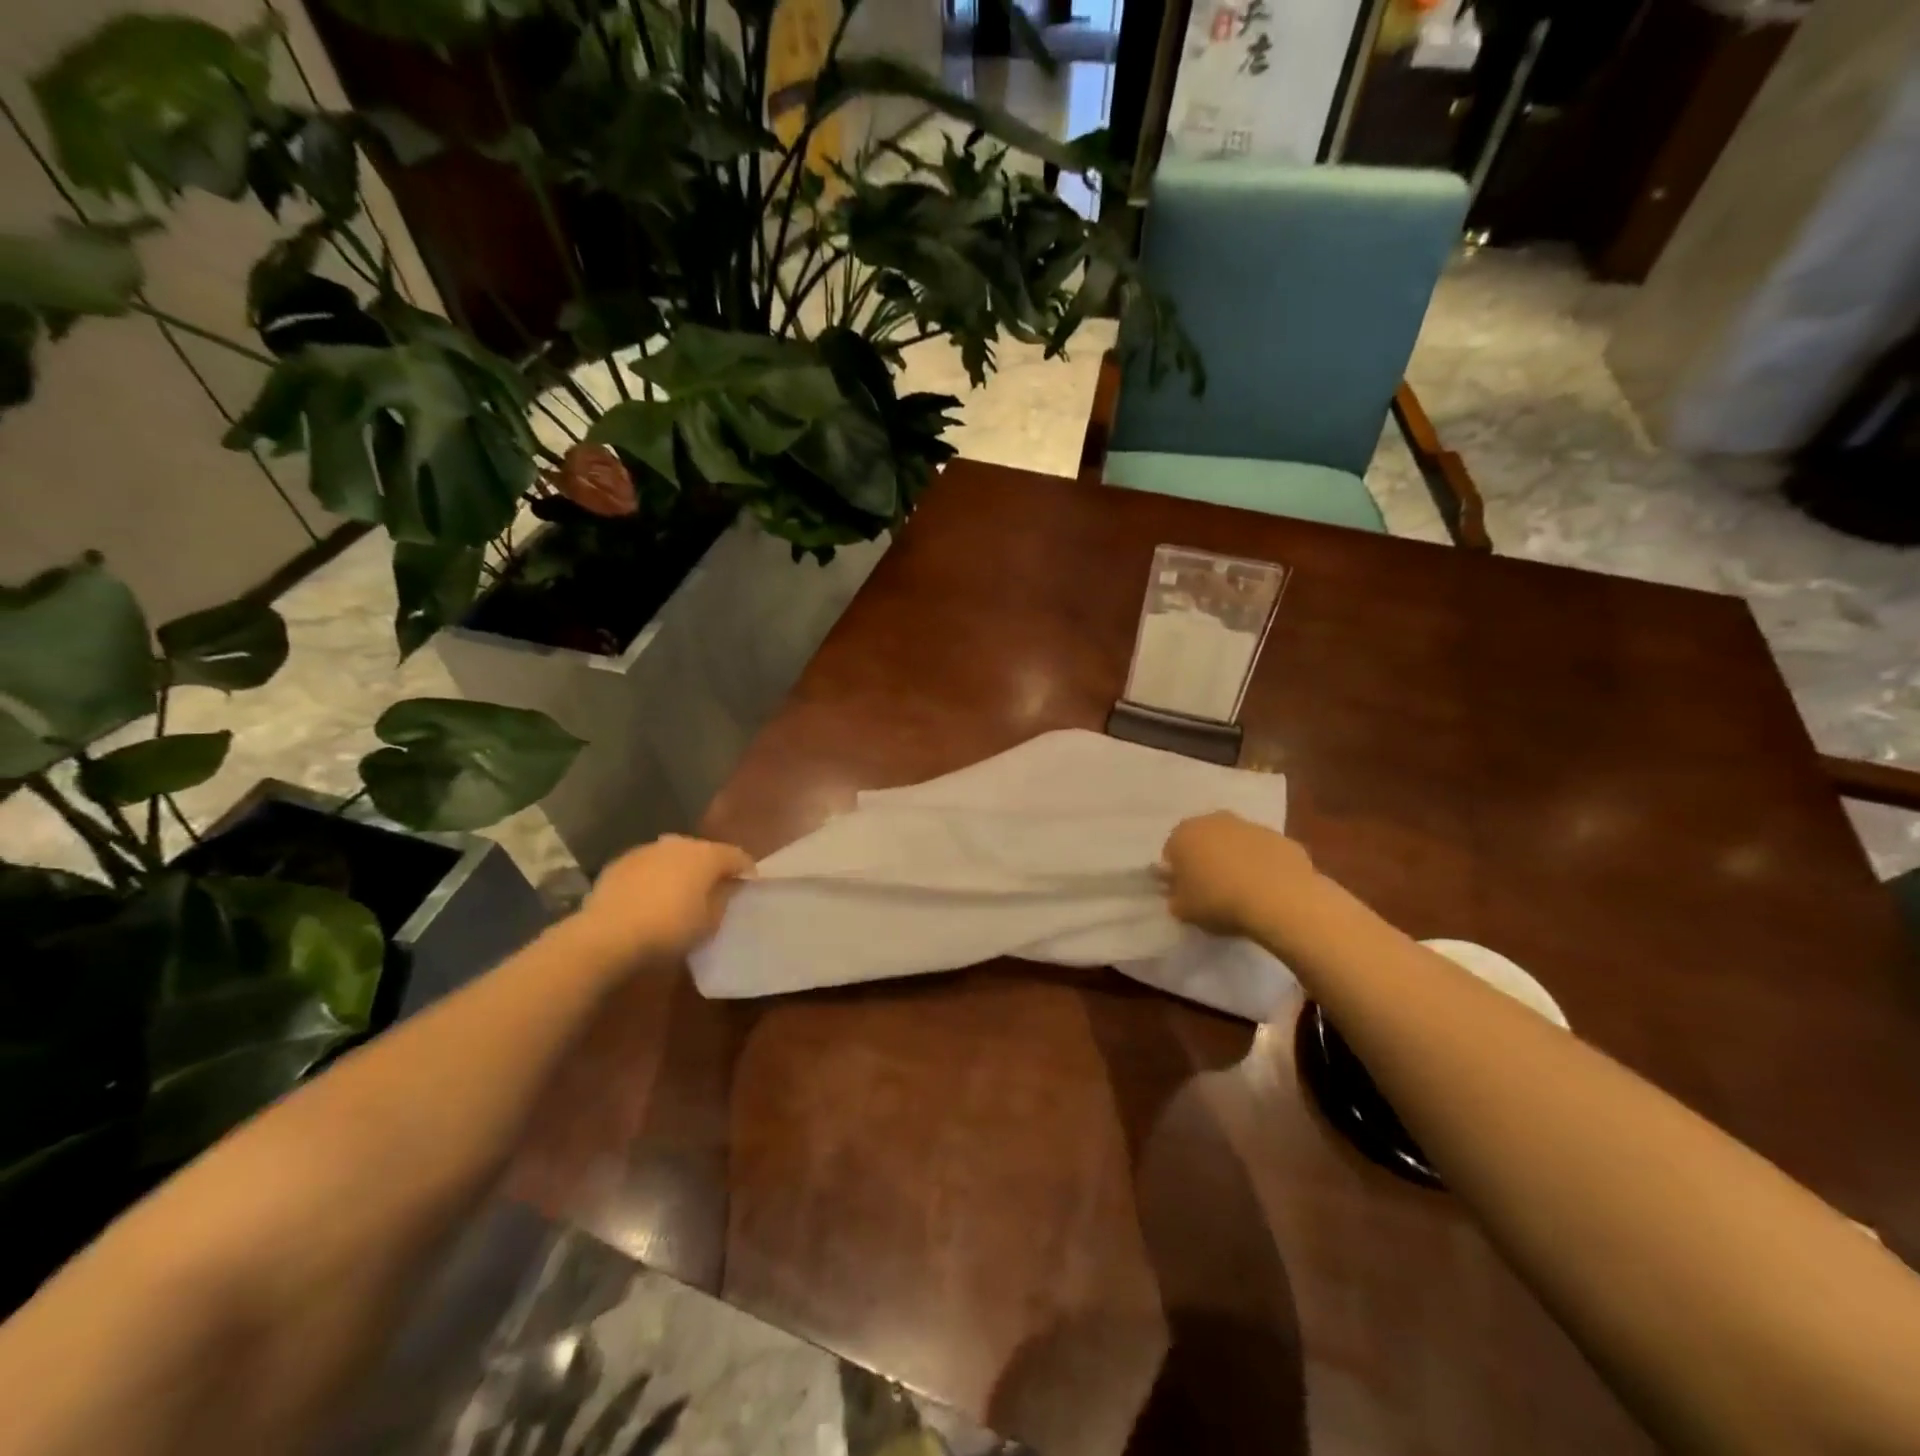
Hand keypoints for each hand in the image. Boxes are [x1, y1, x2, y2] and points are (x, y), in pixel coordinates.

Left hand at [581, 834, 755, 959]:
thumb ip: (724, 899)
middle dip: (712, 868)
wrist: (607, 935)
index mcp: (707, 855)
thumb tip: (727, 886)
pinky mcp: (621, 862)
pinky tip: (650, 897)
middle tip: (714, 890)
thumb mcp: (709, 923)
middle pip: (705, 852)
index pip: (737, 856)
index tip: (748, 885)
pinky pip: (649, 866)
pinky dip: (655, 876)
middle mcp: (679, 843)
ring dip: (681, 870)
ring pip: (674, 856)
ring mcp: (647, 850)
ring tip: (680, 893)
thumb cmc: (669, 929)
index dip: (746, 870)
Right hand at [1161, 811, 1317, 937]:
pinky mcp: (1281, 837)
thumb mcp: (1184, 910)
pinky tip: (1268, 890)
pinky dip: (1263, 865)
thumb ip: (1175, 898)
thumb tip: (1179, 894)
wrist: (1279, 900)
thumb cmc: (1219, 902)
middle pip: (1204, 841)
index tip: (1187, 893)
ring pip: (1236, 843)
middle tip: (1213, 890)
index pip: (1172, 852)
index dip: (1178, 874)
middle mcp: (1214, 821)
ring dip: (1235, 860)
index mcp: (1184, 834)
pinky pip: (1264, 852)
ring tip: (1243, 892)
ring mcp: (1251, 826)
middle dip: (1206, 860)